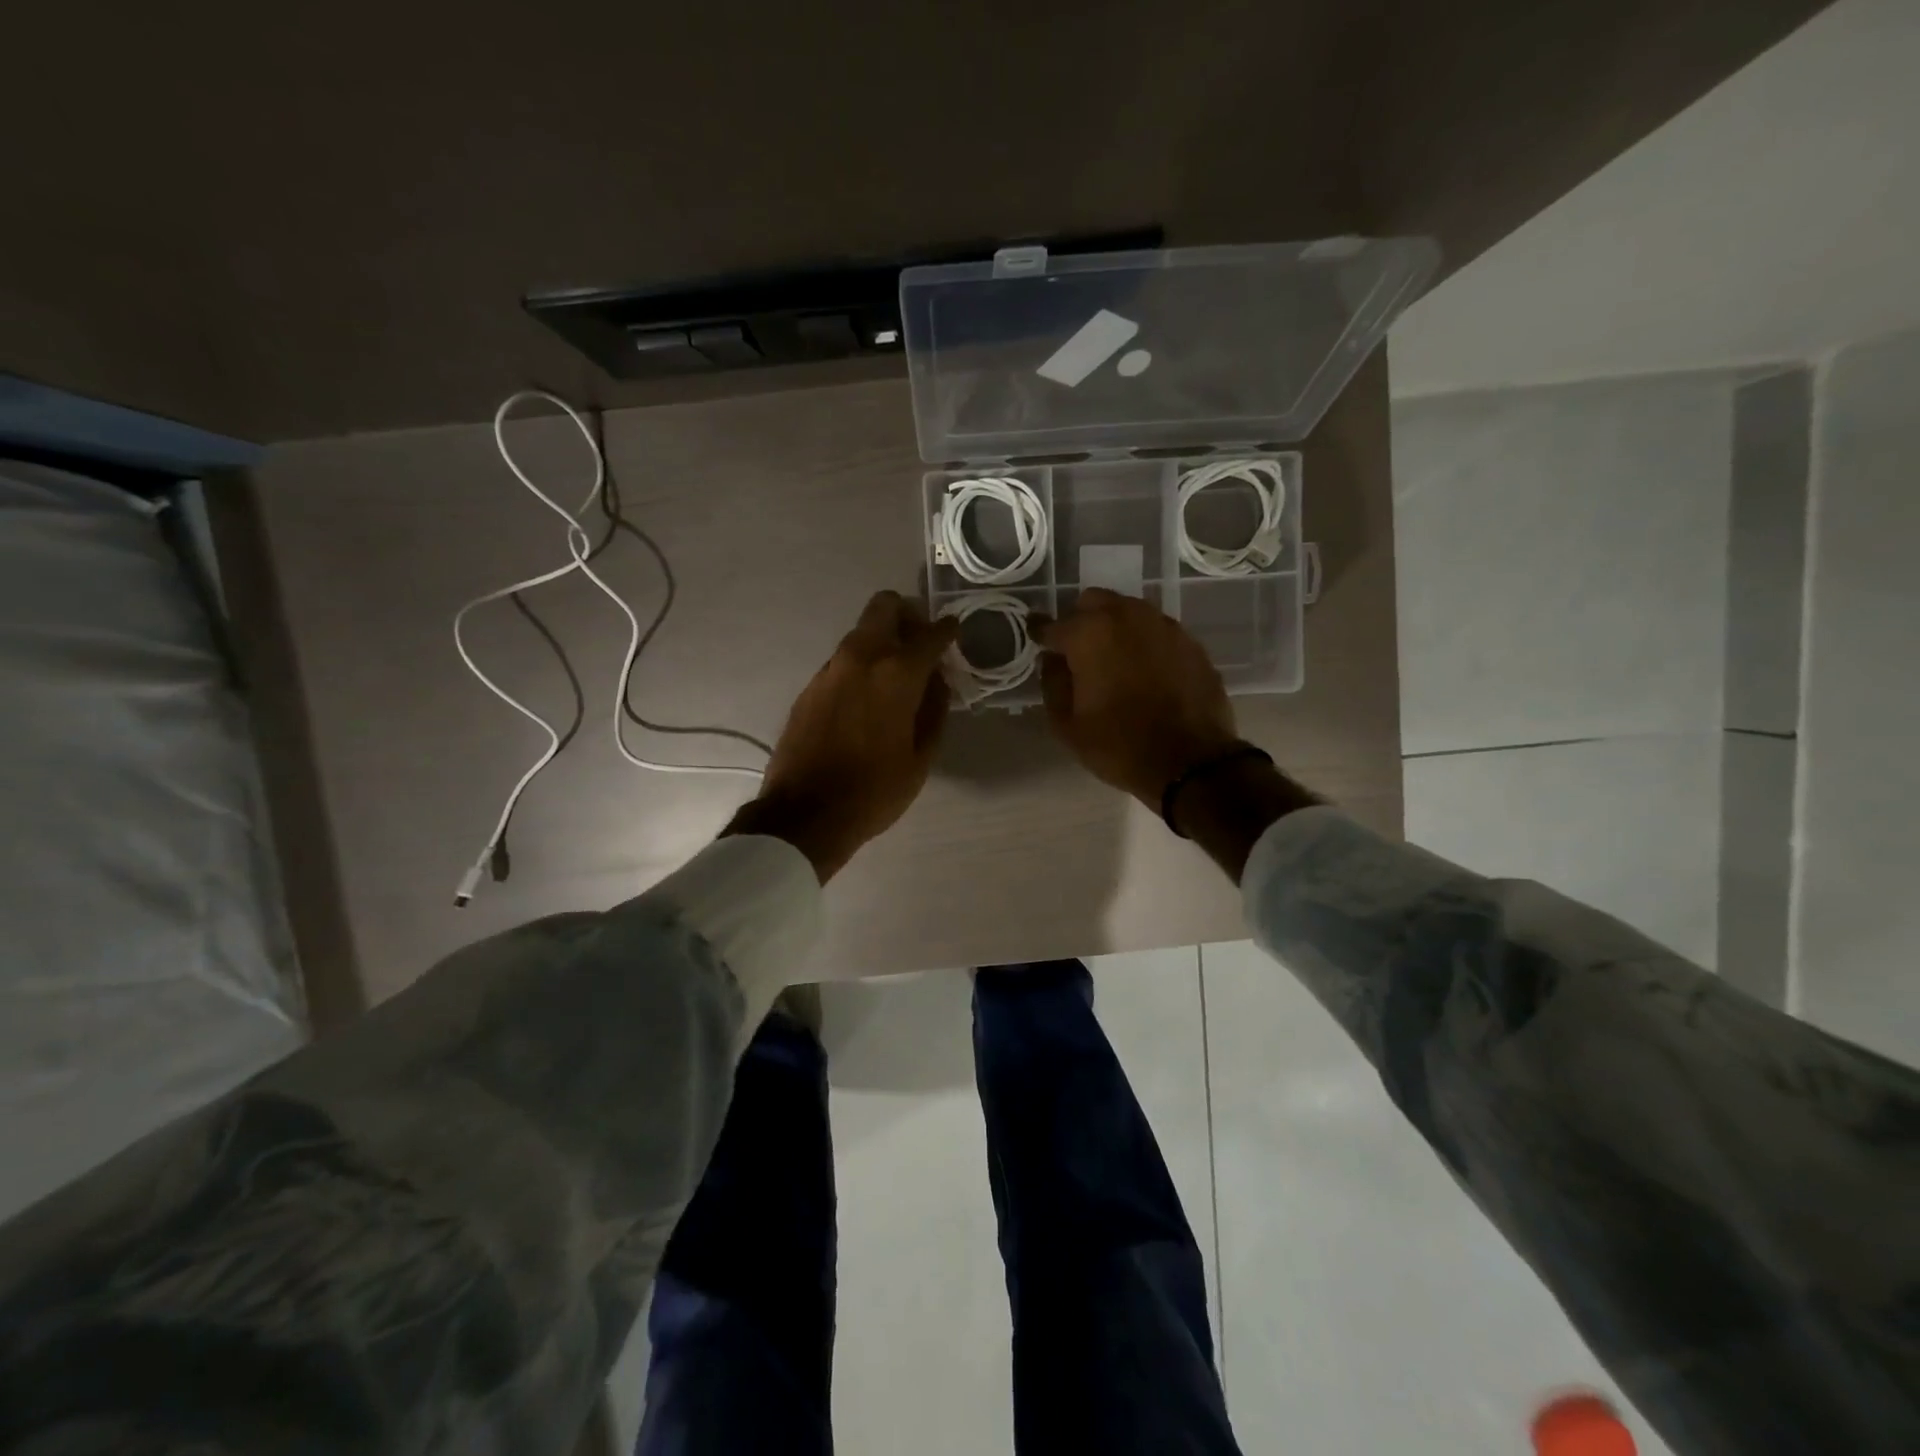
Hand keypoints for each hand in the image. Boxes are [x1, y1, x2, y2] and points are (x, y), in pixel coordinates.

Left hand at [726, 591, 957, 880]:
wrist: (805, 814)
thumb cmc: (874, 791)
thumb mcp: (920, 758)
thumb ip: (935, 711)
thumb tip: (939, 682)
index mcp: (896, 674)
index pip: (930, 633)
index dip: (947, 630)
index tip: (955, 632)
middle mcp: (861, 658)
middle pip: (884, 606)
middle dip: (908, 615)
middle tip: (921, 643)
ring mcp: (830, 669)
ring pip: (861, 632)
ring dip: (883, 640)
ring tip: (897, 675)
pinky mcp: (810, 686)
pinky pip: (843, 659)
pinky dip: (862, 665)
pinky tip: (868, 698)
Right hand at [1036, 588, 1238, 808]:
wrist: (1191, 762)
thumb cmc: (1119, 745)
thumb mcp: (1067, 725)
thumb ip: (1052, 684)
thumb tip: (1052, 661)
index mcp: (1089, 634)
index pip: (1052, 625)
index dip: (1040, 633)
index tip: (1035, 637)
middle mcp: (1126, 616)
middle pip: (1093, 602)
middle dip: (1080, 620)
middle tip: (1077, 650)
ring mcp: (1163, 625)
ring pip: (1128, 611)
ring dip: (1114, 627)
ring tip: (1113, 659)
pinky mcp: (1190, 642)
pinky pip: (1156, 631)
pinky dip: (1144, 642)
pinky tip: (1145, 670)